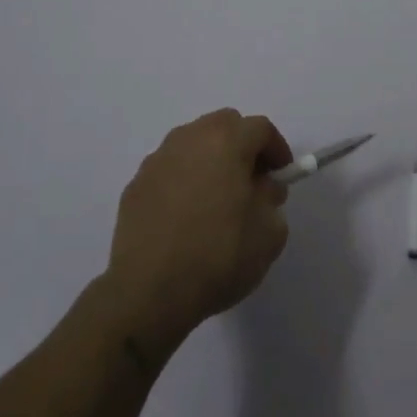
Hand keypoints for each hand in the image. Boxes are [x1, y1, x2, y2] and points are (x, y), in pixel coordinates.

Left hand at [105, 109, 292, 351]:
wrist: (149, 291)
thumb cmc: (218, 256)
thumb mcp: (268, 234)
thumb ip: (272, 200)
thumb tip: (261, 187)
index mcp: (226, 141)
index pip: (260, 128)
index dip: (277, 149)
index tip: (281, 176)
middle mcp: (190, 138)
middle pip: (224, 125)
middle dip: (242, 146)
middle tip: (251, 181)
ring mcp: (158, 159)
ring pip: (193, 143)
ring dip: (210, 159)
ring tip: (216, 198)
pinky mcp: (136, 183)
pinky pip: (170, 169)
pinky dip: (183, 180)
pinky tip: (185, 215)